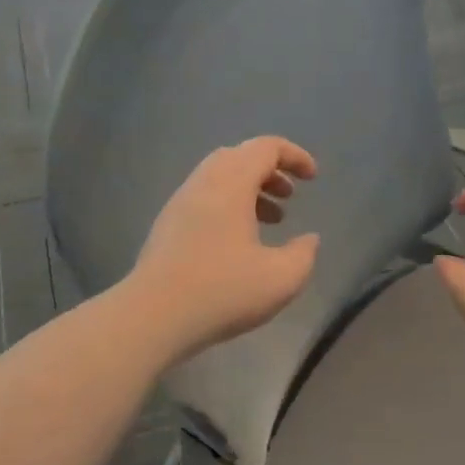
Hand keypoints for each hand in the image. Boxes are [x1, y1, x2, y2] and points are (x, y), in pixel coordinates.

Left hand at [127, 137, 320, 362]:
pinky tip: (239, 242)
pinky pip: (204, 199)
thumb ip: (303, 254)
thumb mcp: (281, 278)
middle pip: (239, 156)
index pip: (265, 148)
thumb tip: (309, 239)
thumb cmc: (222, 292)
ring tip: (271, 220)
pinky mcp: (167, 226)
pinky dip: (229, 206)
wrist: (152, 316)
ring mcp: (179, 204)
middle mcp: (202, 184)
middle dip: (270, 170)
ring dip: (249, 190)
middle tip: (289, 196)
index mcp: (231, 184)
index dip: (294, 156)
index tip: (312, 177)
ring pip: (219, 178)